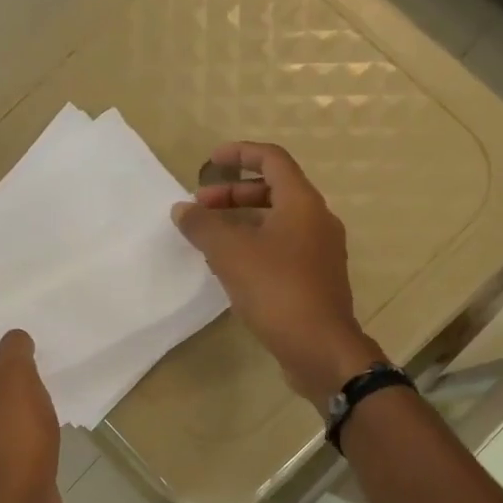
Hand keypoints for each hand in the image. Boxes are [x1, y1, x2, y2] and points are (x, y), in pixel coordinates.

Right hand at [172, 142, 382, 405]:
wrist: (320, 348)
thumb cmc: (277, 290)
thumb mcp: (231, 254)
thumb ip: (203, 226)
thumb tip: (182, 209)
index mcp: (302, 203)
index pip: (272, 160)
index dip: (240, 154)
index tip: (209, 161)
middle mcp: (317, 220)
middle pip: (274, 190)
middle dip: (233, 193)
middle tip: (200, 207)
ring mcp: (320, 251)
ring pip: (277, 222)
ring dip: (242, 221)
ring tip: (209, 238)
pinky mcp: (316, 279)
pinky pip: (282, 248)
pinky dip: (255, 245)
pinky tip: (230, 267)